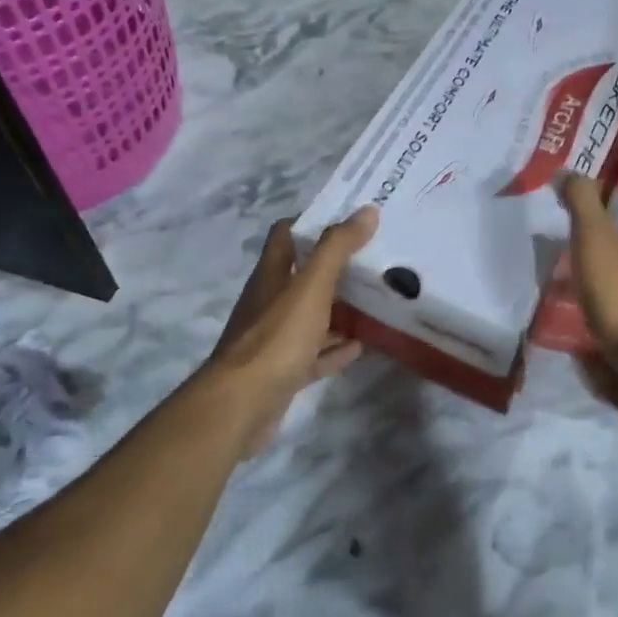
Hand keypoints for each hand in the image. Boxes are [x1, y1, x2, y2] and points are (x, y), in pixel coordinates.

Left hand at [207, 208, 378, 453]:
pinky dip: (335, 349)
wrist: (242, 406)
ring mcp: (274, 339)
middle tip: (374, 258)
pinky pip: (314, 354)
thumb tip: (367, 211)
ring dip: (338, 309)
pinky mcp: (282, 372)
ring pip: (310, 316)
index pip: (287, 234)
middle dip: (335, 266)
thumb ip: (337, 248)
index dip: (314, 222)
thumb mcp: (311, 286)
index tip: (351, 219)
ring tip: (375, 300)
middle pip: (302, 275)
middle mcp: (269, 301)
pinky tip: (361, 346)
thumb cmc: (276, 337)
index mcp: (271, 275)